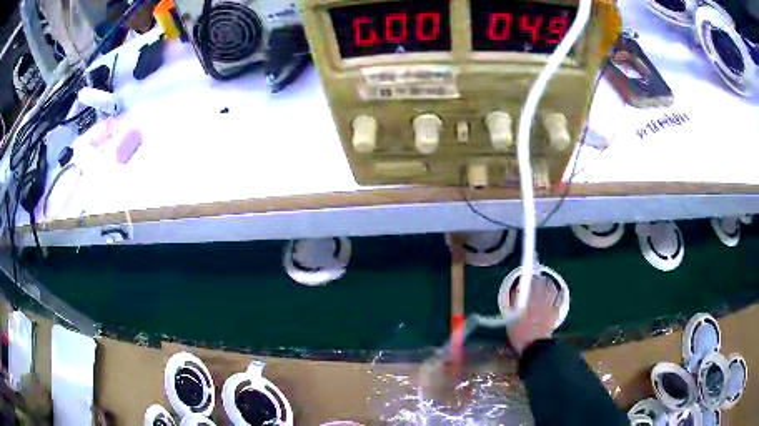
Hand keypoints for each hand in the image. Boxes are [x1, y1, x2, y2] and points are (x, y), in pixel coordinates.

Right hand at [506, 276, 561, 356]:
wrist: (534, 347)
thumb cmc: (520, 334)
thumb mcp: (512, 319)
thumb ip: (515, 303)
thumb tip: (517, 290)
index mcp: (528, 302)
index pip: (530, 284)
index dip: (528, 279)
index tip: (526, 278)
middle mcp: (540, 301)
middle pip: (542, 284)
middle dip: (539, 280)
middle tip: (536, 279)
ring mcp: (549, 306)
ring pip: (552, 289)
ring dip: (549, 284)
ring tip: (547, 283)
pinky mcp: (555, 312)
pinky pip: (559, 299)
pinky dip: (559, 293)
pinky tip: (558, 292)